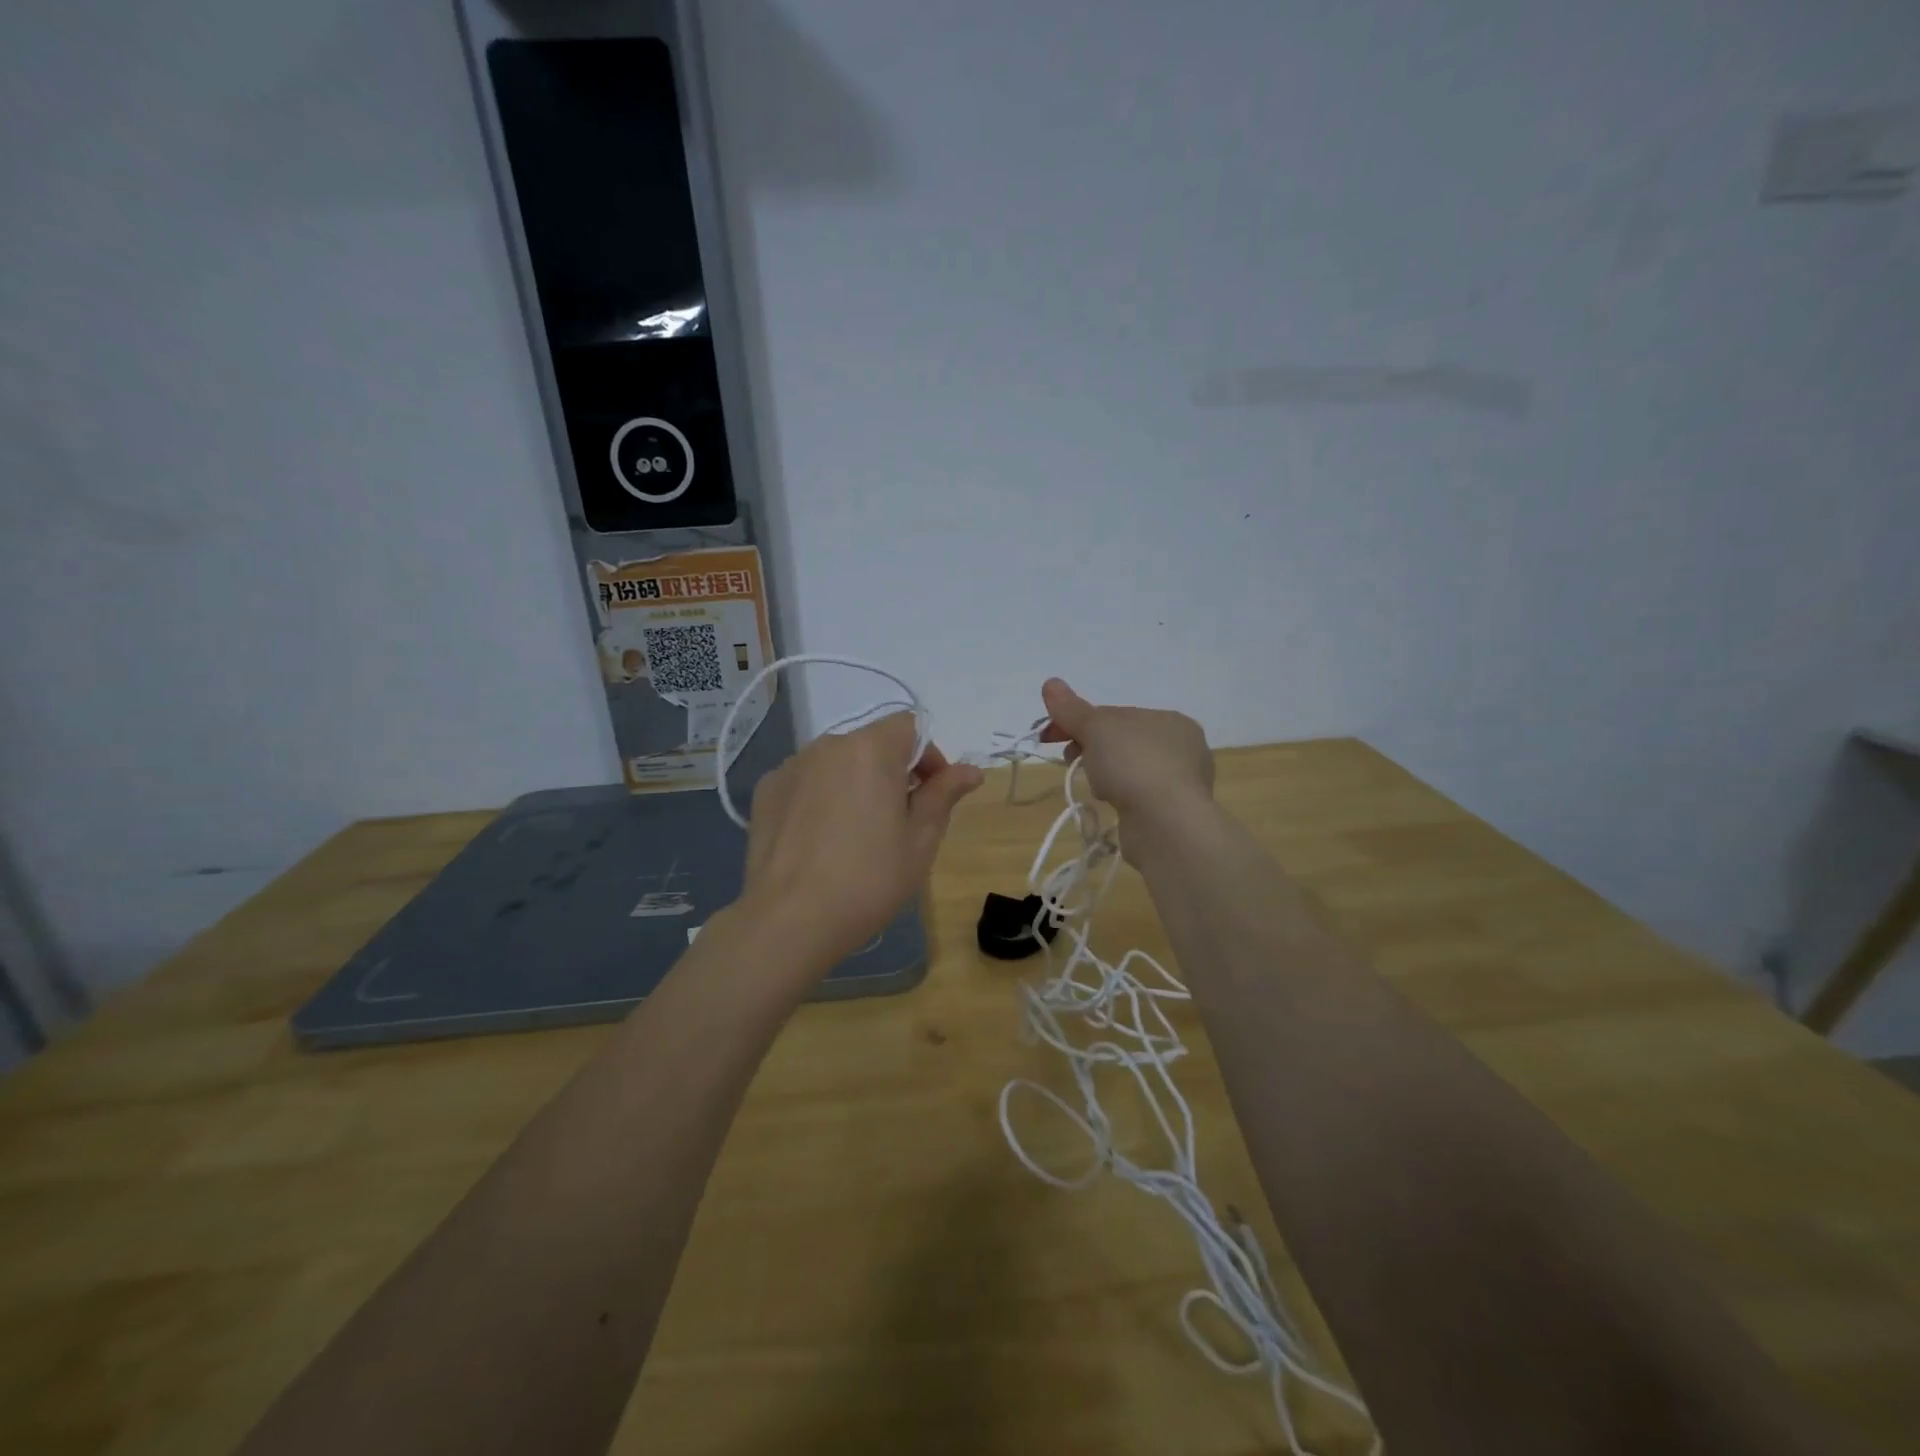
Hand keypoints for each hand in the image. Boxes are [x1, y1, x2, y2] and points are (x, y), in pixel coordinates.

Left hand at [740, 712, 982, 976]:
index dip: (928, 756)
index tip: (932, 795)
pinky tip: (821, 838)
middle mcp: (828, 745)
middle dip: (892, 771)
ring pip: (837, 762)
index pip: (909, 727)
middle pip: (871, 743)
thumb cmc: (868, 880)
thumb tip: (970, 771)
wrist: (789, 920)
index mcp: (871, 750)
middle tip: (899, 821)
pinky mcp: (766, 790)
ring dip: (856, 783)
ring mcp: (791, 766)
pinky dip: (821, 796)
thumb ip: (943, 795)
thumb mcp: (920, 841)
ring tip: (857, 833)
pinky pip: (807, 781)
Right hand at [1038, 678, 1213, 830]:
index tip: (1050, 736)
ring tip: (1093, 786)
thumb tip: (1050, 683)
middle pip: (1121, 742)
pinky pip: (1137, 796)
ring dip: (1104, 774)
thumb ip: (1071, 708)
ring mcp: (1182, 782)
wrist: (1165, 823)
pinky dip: (1120, 796)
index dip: (1078, 722)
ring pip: (1129, 770)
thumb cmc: (1133, 763)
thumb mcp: (1096, 727)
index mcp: (1170, 720)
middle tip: (1069, 760)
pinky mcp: (1174, 812)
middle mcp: (1183, 748)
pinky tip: (1111, 803)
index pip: (1115, 715)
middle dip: (1090, 748)